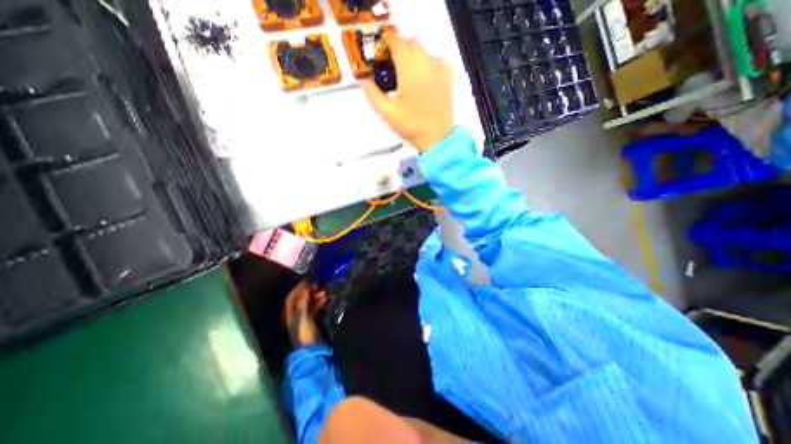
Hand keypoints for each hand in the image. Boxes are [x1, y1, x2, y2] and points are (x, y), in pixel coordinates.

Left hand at [282, 283, 326, 348]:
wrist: (311, 348)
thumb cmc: (304, 332)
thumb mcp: (302, 316)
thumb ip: (303, 302)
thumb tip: (306, 288)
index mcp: (289, 313)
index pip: (292, 297)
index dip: (299, 288)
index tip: (308, 281)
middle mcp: (295, 314)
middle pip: (300, 299)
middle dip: (308, 291)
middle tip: (317, 285)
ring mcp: (303, 317)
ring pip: (308, 302)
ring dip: (315, 296)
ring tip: (323, 292)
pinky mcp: (311, 320)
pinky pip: (314, 307)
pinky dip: (318, 302)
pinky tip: (325, 299)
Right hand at [361, 31, 454, 152]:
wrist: (436, 137)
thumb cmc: (411, 126)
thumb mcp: (387, 114)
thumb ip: (374, 96)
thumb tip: (365, 82)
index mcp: (408, 71)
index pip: (397, 43)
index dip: (388, 40)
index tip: (383, 46)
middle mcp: (425, 65)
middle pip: (412, 42)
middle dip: (401, 46)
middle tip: (394, 62)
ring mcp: (439, 71)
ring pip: (426, 50)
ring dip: (415, 53)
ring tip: (409, 70)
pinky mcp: (448, 79)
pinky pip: (441, 60)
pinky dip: (432, 61)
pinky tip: (427, 74)